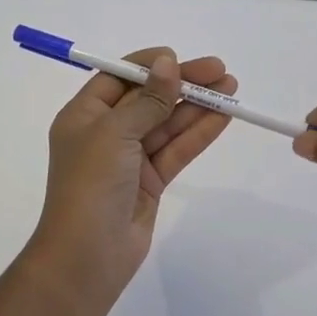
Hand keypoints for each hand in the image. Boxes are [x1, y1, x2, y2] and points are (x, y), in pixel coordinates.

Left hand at [29, 48, 235, 308]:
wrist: (86, 258)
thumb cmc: (90, 185)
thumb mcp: (115, 133)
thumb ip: (147, 99)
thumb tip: (167, 62)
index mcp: (84, 114)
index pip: (120, 77)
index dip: (151, 65)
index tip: (181, 58)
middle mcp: (106, 132)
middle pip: (149, 97)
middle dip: (183, 84)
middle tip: (221, 71)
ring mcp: (130, 158)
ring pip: (167, 123)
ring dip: (198, 106)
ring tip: (232, 89)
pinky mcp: (150, 181)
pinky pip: (176, 149)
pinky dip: (199, 133)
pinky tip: (224, 117)